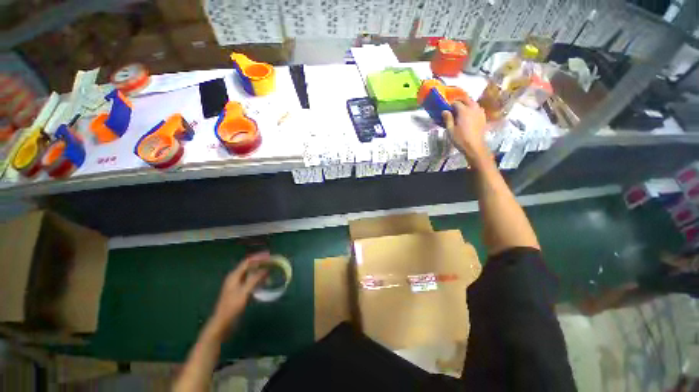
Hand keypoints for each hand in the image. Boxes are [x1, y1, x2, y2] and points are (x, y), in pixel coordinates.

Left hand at [209, 252, 269, 335]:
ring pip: (250, 273)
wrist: (222, 323)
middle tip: (272, 261)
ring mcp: (237, 284)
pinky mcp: (240, 291)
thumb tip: (266, 269)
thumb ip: (255, 279)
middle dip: (260, 263)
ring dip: (260, 271)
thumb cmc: (232, 307)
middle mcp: (235, 277)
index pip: (248, 262)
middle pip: (249, 266)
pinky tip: (264, 281)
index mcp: (234, 276)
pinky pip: (251, 280)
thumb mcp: (244, 292)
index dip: (258, 257)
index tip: (269, 255)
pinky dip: (258, 279)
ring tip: (270, 270)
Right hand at [442, 98, 488, 165]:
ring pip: (473, 103)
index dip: (450, 104)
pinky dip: (472, 109)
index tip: (446, 108)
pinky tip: (469, 115)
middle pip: (466, 99)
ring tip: (461, 111)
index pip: (456, 103)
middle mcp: (473, 108)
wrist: (475, 146)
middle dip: (459, 101)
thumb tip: (444, 111)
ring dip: (466, 104)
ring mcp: (480, 112)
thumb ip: (448, 119)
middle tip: (453, 107)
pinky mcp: (483, 117)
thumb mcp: (450, 130)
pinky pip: (477, 108)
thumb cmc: (460, 139)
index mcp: (464, 111)